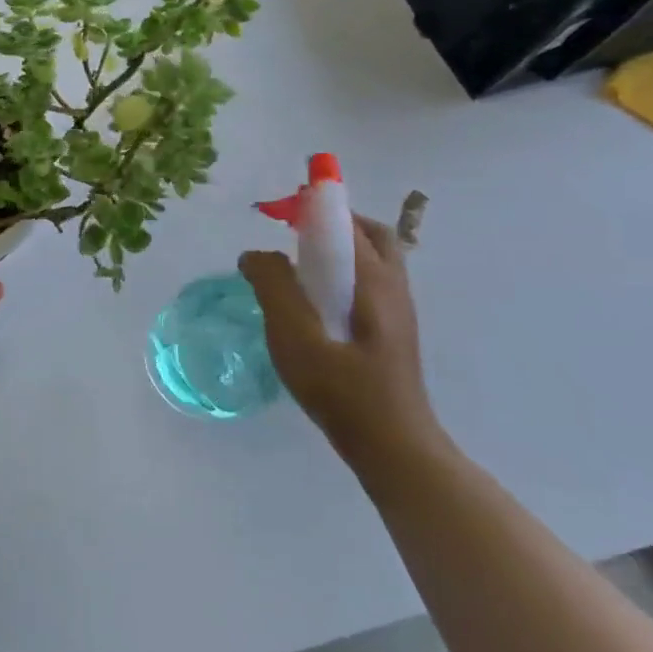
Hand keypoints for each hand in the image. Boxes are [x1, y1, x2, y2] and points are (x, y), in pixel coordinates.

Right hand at [241, 216, 439, 469]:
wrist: (392, 446)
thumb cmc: (342, 390)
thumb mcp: (295, 337)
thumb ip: (273, 287)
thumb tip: (256, 254)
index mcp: (373, 281)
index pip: (345, 222)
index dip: (313, 204)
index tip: (278, 209)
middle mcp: (393, 286)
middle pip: (368, 233)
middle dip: (330, 222)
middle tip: (291, 233)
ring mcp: (397, 309)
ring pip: (371, 258)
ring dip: (335, 247)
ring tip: (296, 267)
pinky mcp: (391, 329)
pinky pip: (367, 281)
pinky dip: (340, 272)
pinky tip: (313, 301)